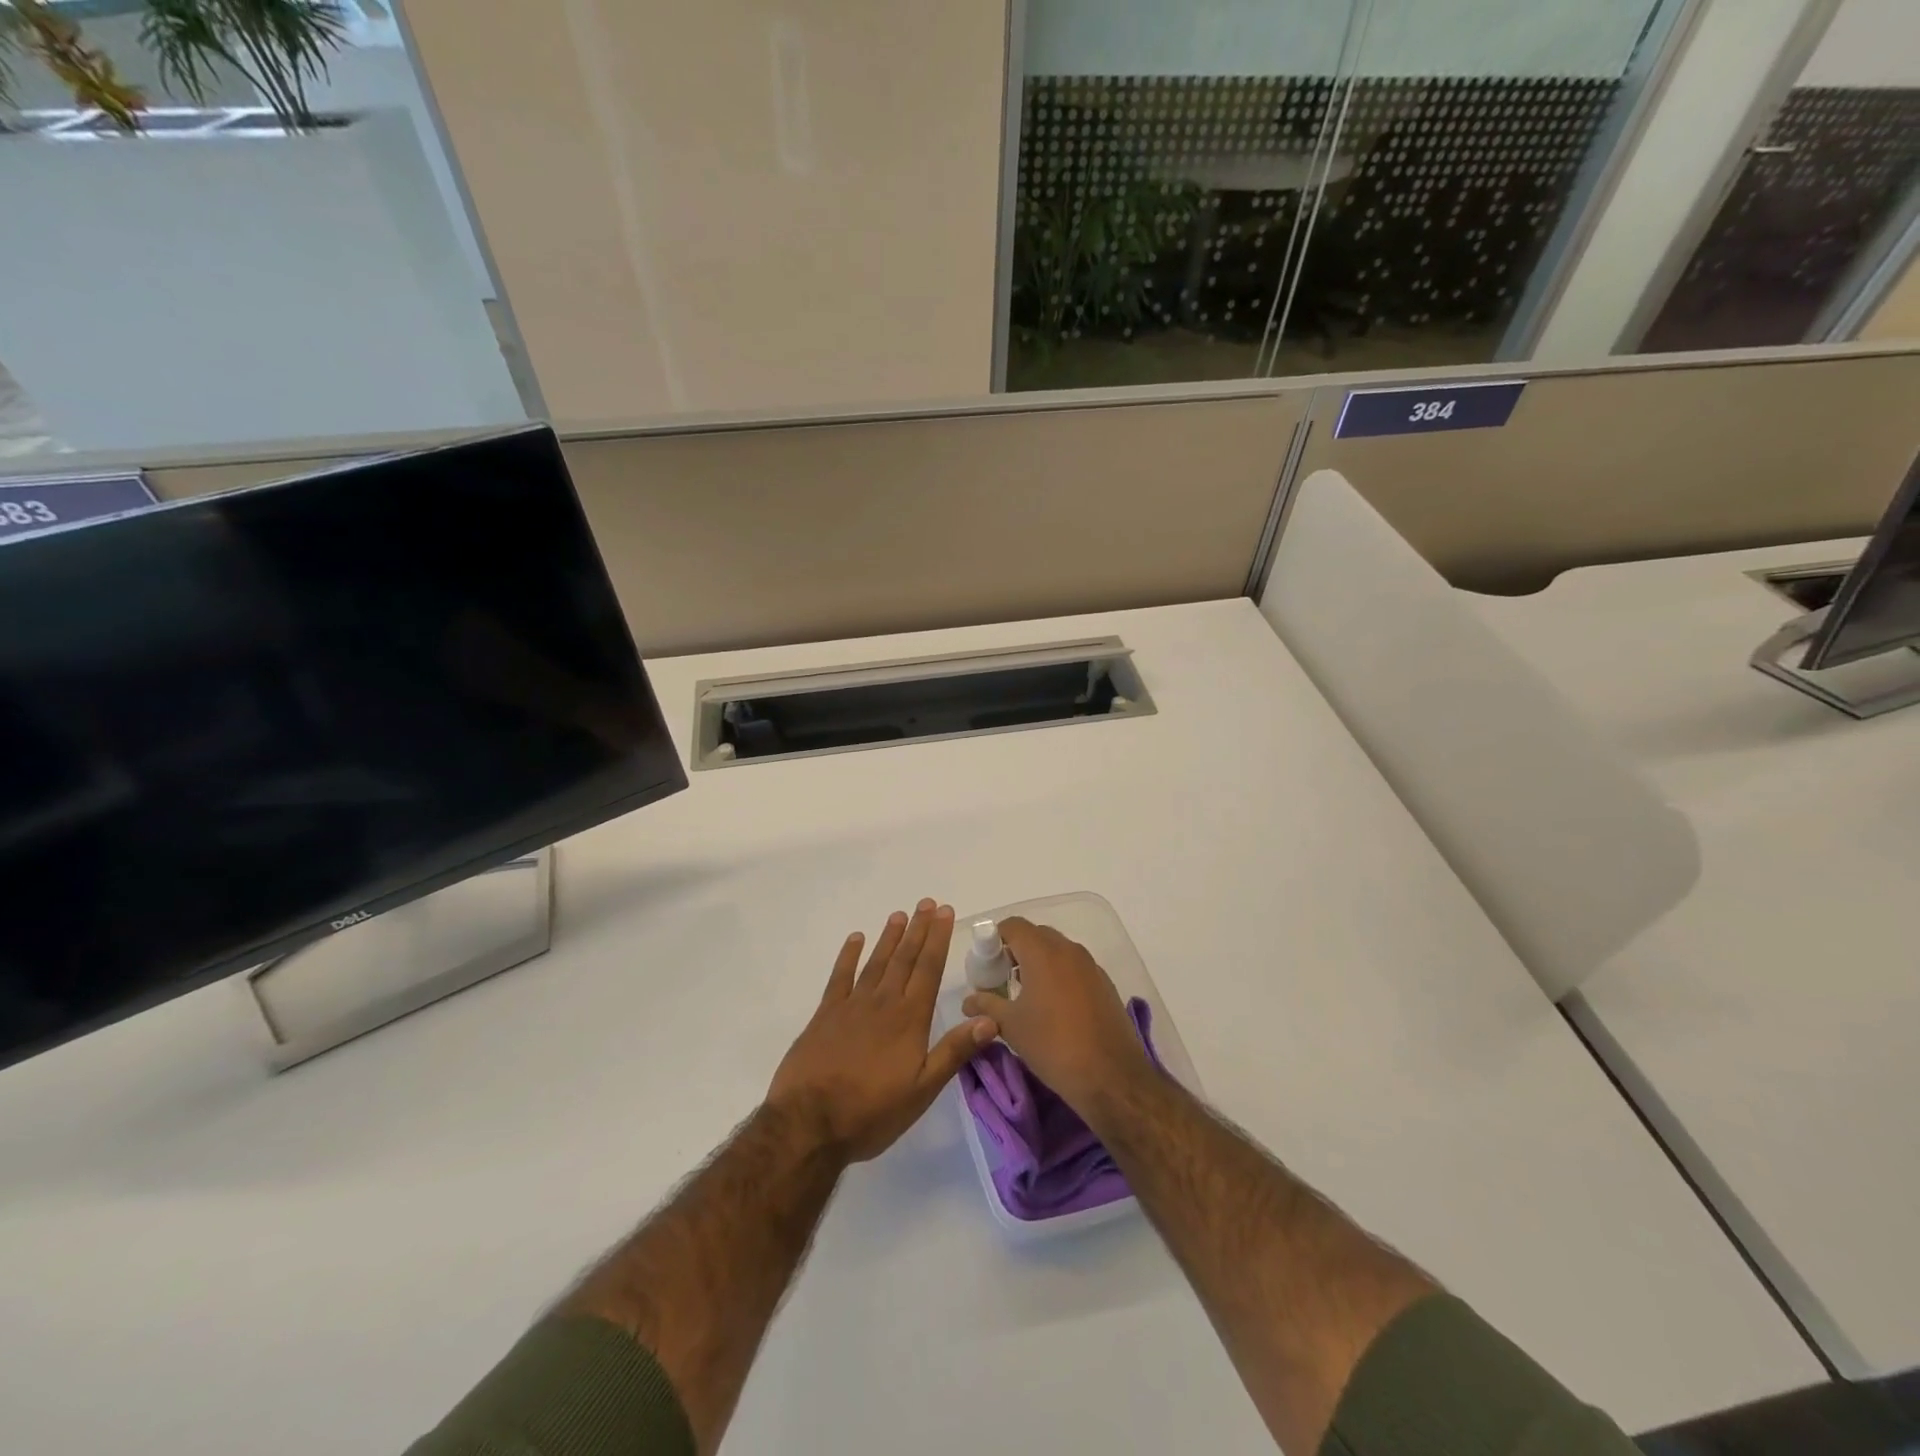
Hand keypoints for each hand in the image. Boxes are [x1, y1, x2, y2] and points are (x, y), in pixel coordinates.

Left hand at [768, 900, 997, 1162]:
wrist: (810, 1123)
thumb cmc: (872, 1112)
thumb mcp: (922, 1090)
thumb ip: (954, 1051)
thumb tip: (990, 1019)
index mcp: (909, 1019)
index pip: (928, 969)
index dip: (938, 939)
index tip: (945, 912)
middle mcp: (883, 1003)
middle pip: (904, 958)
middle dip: (918, 929)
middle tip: (927, 903)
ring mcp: (851, 1005)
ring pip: (876, 962)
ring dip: (889, 937)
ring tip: (900, 914)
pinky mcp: (824, 1015)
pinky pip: (839, 977)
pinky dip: (848, 956)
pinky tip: (855, 938)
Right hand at [961, 917, 1151, 1109]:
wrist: (1111, 1077)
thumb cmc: (1053, 1045)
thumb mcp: (1010, 1026)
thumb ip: (986, 1005)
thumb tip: (968, 1000)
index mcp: (1043, 952)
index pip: (1013, 926)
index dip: (994, 939)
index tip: (986, 965)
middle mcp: (1069, 950)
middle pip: (1036, 935)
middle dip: (1016, 951)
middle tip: (1001, 980)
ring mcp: (1091, 966)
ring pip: (1057, 951)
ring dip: (1039, 964)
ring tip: (1026, 997)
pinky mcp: (1105, 984)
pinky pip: (1075, 968)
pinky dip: (1060, 976)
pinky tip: (1054, 1009)